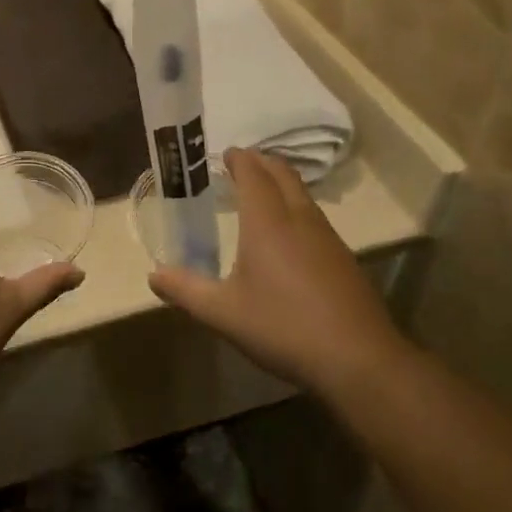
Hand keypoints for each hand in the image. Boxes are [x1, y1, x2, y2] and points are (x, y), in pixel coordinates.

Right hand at [149, 148, 404, 398]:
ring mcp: (327, 238)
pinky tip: (289, 236)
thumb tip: (153, 275)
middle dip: (262, 163)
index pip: (253, 174)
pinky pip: (315, 218)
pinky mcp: (343, 259)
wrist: (357, 358)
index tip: (226, 153)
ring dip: (282, 184)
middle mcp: (299, 219)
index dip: (240, 159)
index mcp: (268, 222)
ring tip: (262, 194)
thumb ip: (186, 290)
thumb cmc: (282, 327)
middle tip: (242, 164)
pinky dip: (296, 208)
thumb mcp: (223, 312)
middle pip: (283, 175)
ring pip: (303, 195)